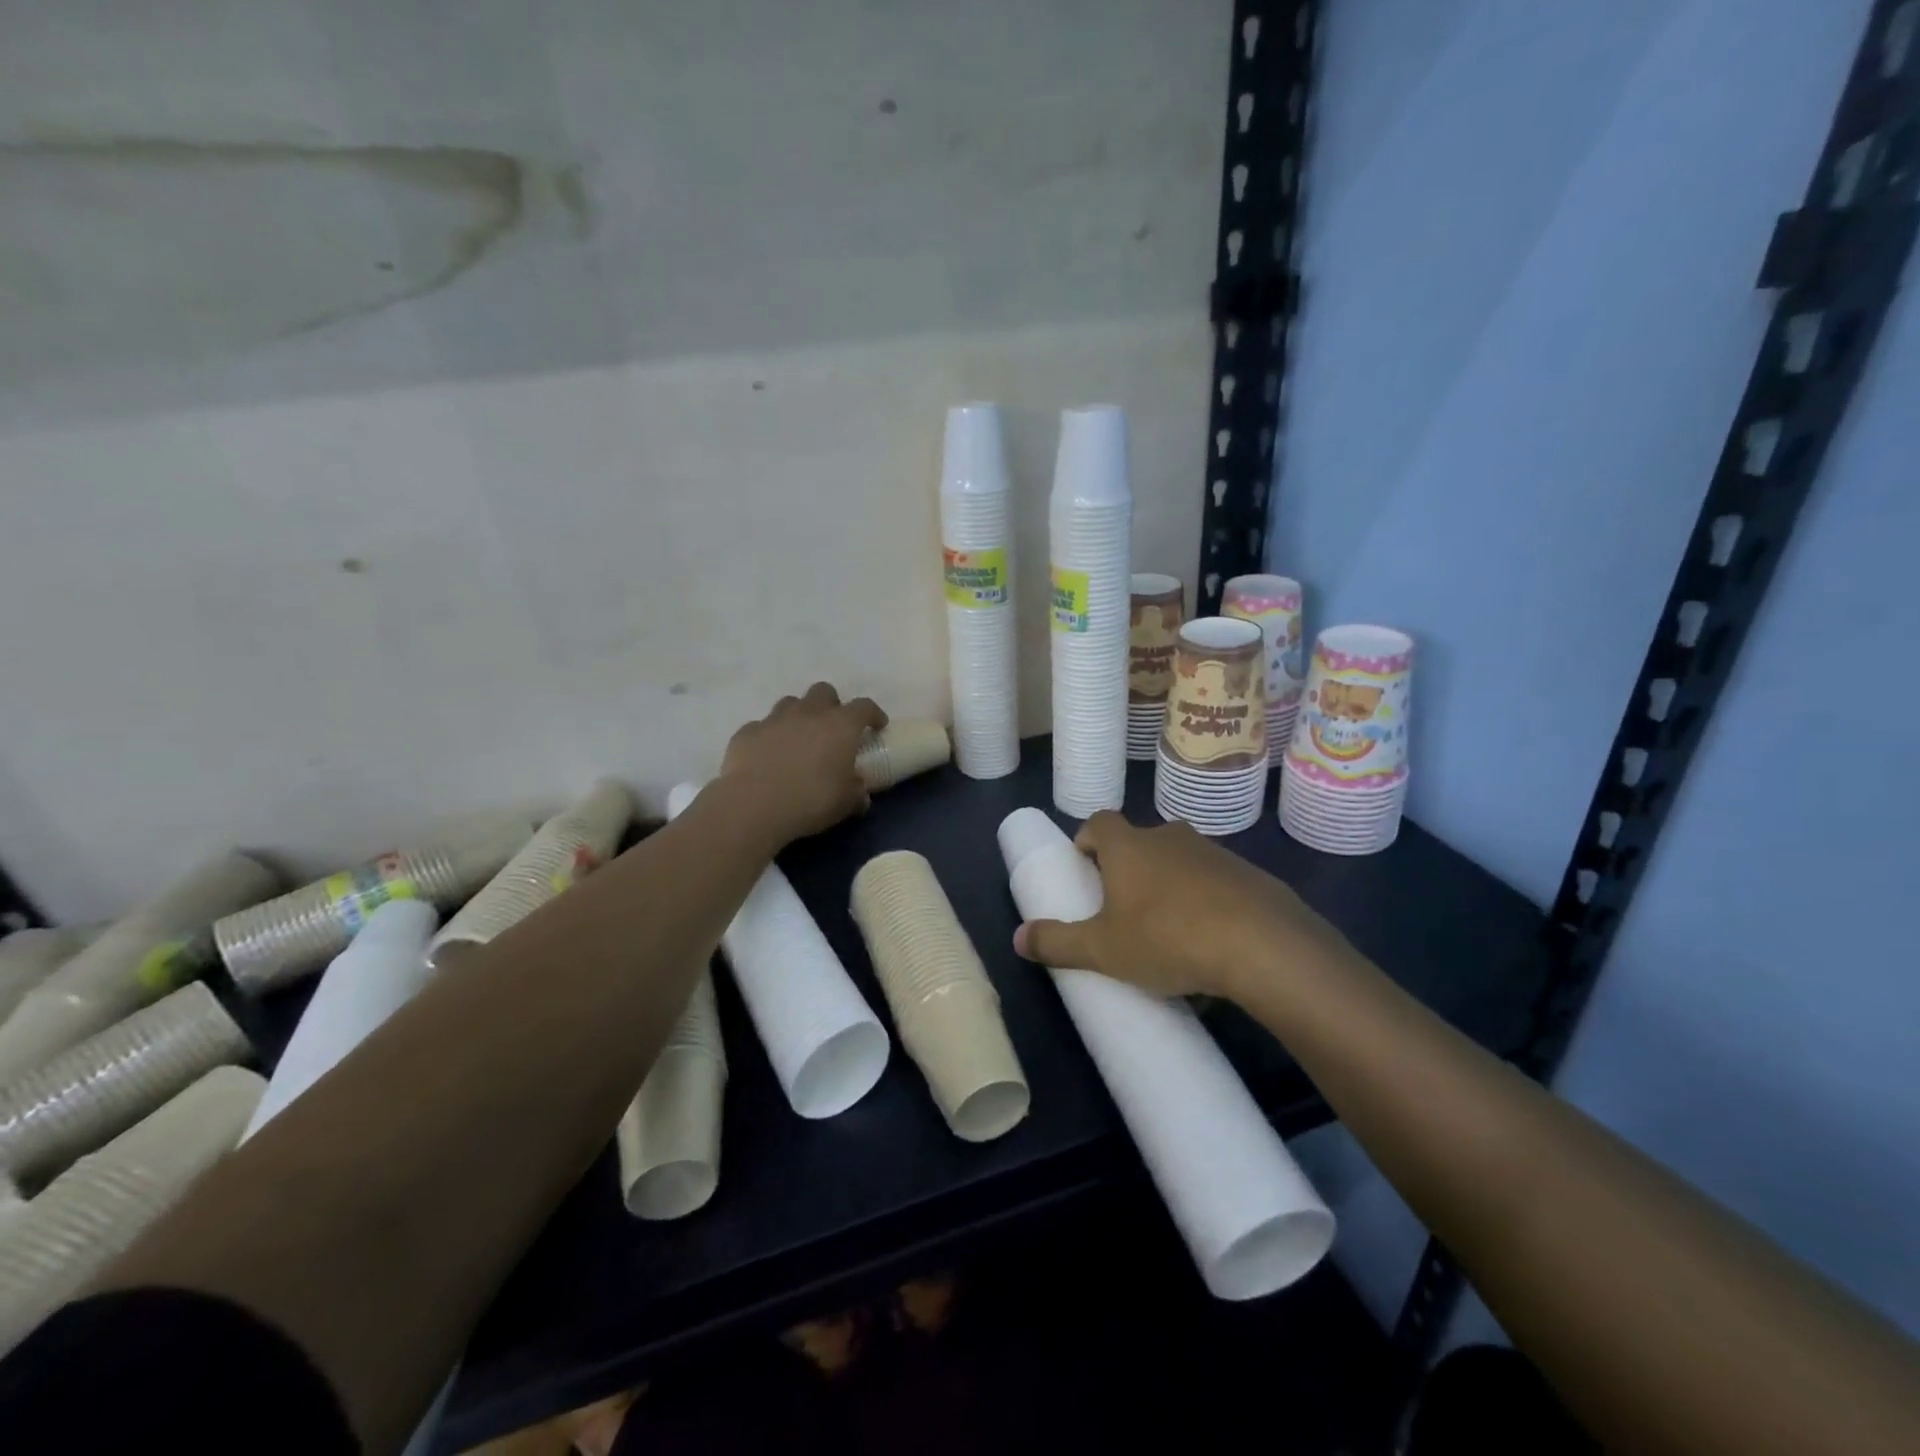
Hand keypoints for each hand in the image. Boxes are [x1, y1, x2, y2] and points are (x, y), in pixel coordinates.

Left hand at [716, 683, 887, 847]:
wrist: (755, 805)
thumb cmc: (812, 800)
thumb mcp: (846, 803)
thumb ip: (857, 793)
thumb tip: (861, 793)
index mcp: (841, 725)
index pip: (864, 707)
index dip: (873, 714)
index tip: (877, 726)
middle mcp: (809, 713)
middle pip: (824, 691)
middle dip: (831, 705)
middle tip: (832, 728)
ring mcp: (775, 719)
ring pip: (791, 703)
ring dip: (799, 716)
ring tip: (799, 739)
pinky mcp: (747, 732)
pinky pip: (762, 727)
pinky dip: (769, 737)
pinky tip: (768, 756)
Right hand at [1012, 811, 1354, 999]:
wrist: (1264, 945)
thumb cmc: (1167, 937)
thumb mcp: (1102, 950)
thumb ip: (1057, 942)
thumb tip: (1017, 938)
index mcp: (1129, 846)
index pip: (1098, 822)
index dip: (1087, 840)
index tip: (1084, 869)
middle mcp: (1169, 837)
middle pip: (1139, 842)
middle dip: (1128, 869)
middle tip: (1122, 908)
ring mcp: (1213, 853)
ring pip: (1179, 862)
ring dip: (1169, 886)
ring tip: (1167, 933)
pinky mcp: (1249, 875)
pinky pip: (1215, 884)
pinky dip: (1206, 904)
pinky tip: (1209, 946)